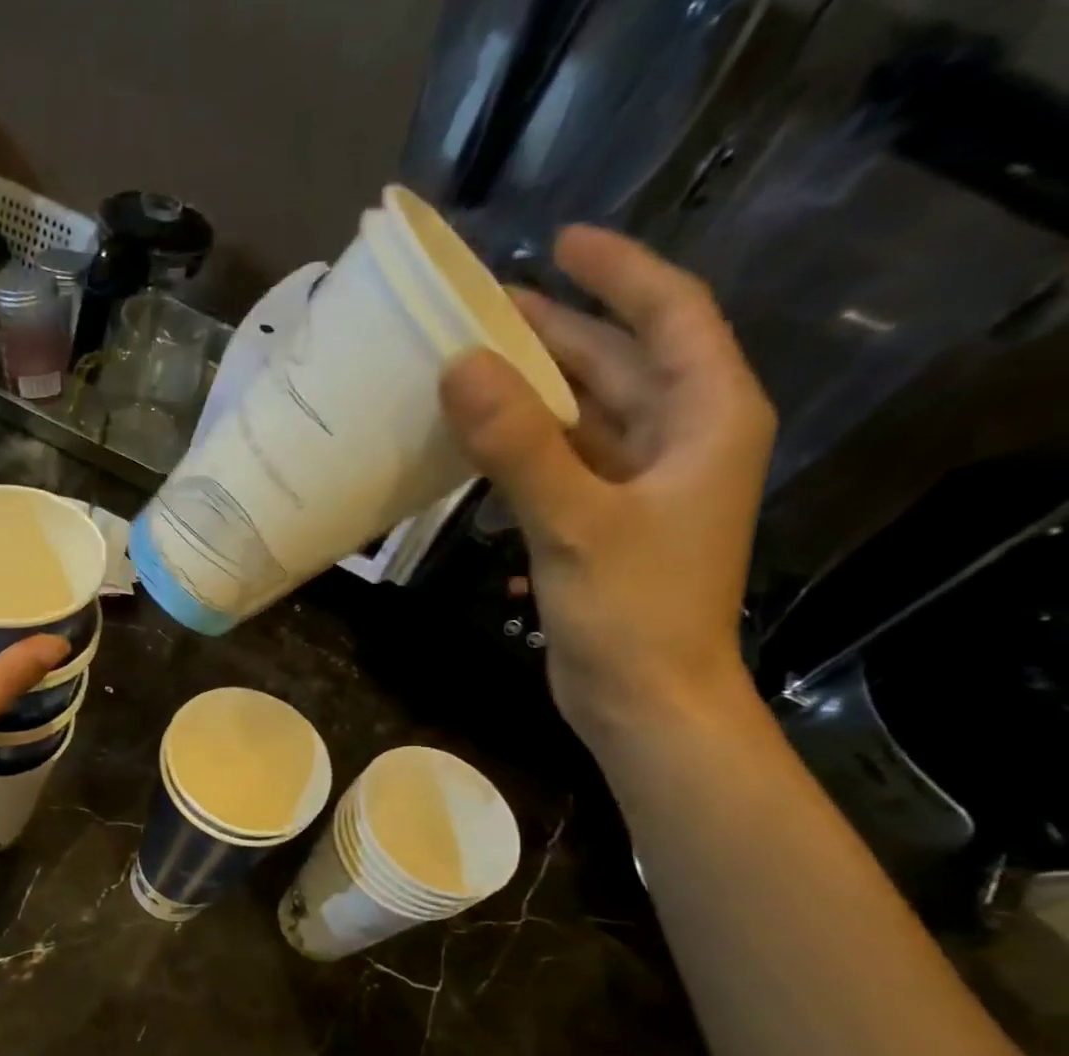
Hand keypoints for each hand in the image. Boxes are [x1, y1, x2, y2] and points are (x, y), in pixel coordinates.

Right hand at [439, 225, 775, 747]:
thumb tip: (458, 366)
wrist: (645, 702)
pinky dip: (523, 450)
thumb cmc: (632, 611)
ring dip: (532, 395)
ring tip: (470, 370)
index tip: (557, 245)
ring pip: (585, 417)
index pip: (667, 317)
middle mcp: (681, 441)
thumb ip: (518, 445)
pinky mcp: (603, 524)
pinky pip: (562, 465)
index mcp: (706, 418)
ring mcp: (640, 487)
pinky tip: (477, 448)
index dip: (617, 273)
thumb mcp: (574, 521)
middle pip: (619, 364)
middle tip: (484, 311)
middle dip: (557, 334)